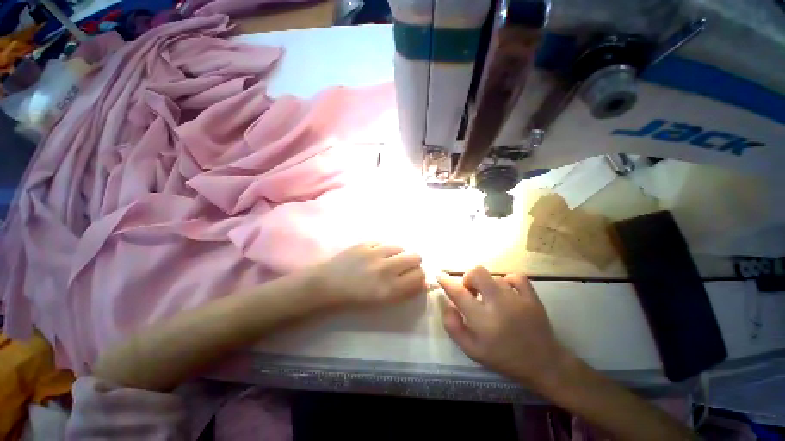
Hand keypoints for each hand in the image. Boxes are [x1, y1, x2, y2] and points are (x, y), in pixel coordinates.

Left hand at [311, 243, 425, 306]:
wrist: (328, 284)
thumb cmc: (355, 298)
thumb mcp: (382, 302)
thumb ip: (405, 292)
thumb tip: (423, 281)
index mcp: (389, 288)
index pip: (419, 276)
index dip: (420, 276)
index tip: (414, 277)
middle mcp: (385, 269)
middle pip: (415, 256)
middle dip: (414, 262)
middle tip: (403, 266)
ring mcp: (374, 253)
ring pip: (401, 247)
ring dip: (398, 254)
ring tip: (388, 259)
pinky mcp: (365, 243)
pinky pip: (385, 242)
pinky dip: (384, 248)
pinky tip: (376, 254)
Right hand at [437, 266, 570, 388]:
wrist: (543, 364)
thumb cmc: (503, 358)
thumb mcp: (472, 350)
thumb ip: (454, 327)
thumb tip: (447, 305)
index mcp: (482, 320)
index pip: (458, 293)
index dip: (446, 281)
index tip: (440, 275)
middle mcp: (499, 304)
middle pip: (477, 272)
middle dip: (469, 278)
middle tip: (472, 292)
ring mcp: (518, 299)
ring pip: (494, 277)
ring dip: (487, 285)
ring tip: (492, 299)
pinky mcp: (533, 297)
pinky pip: (515, 277)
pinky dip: (507, 281)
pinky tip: (507, 293)